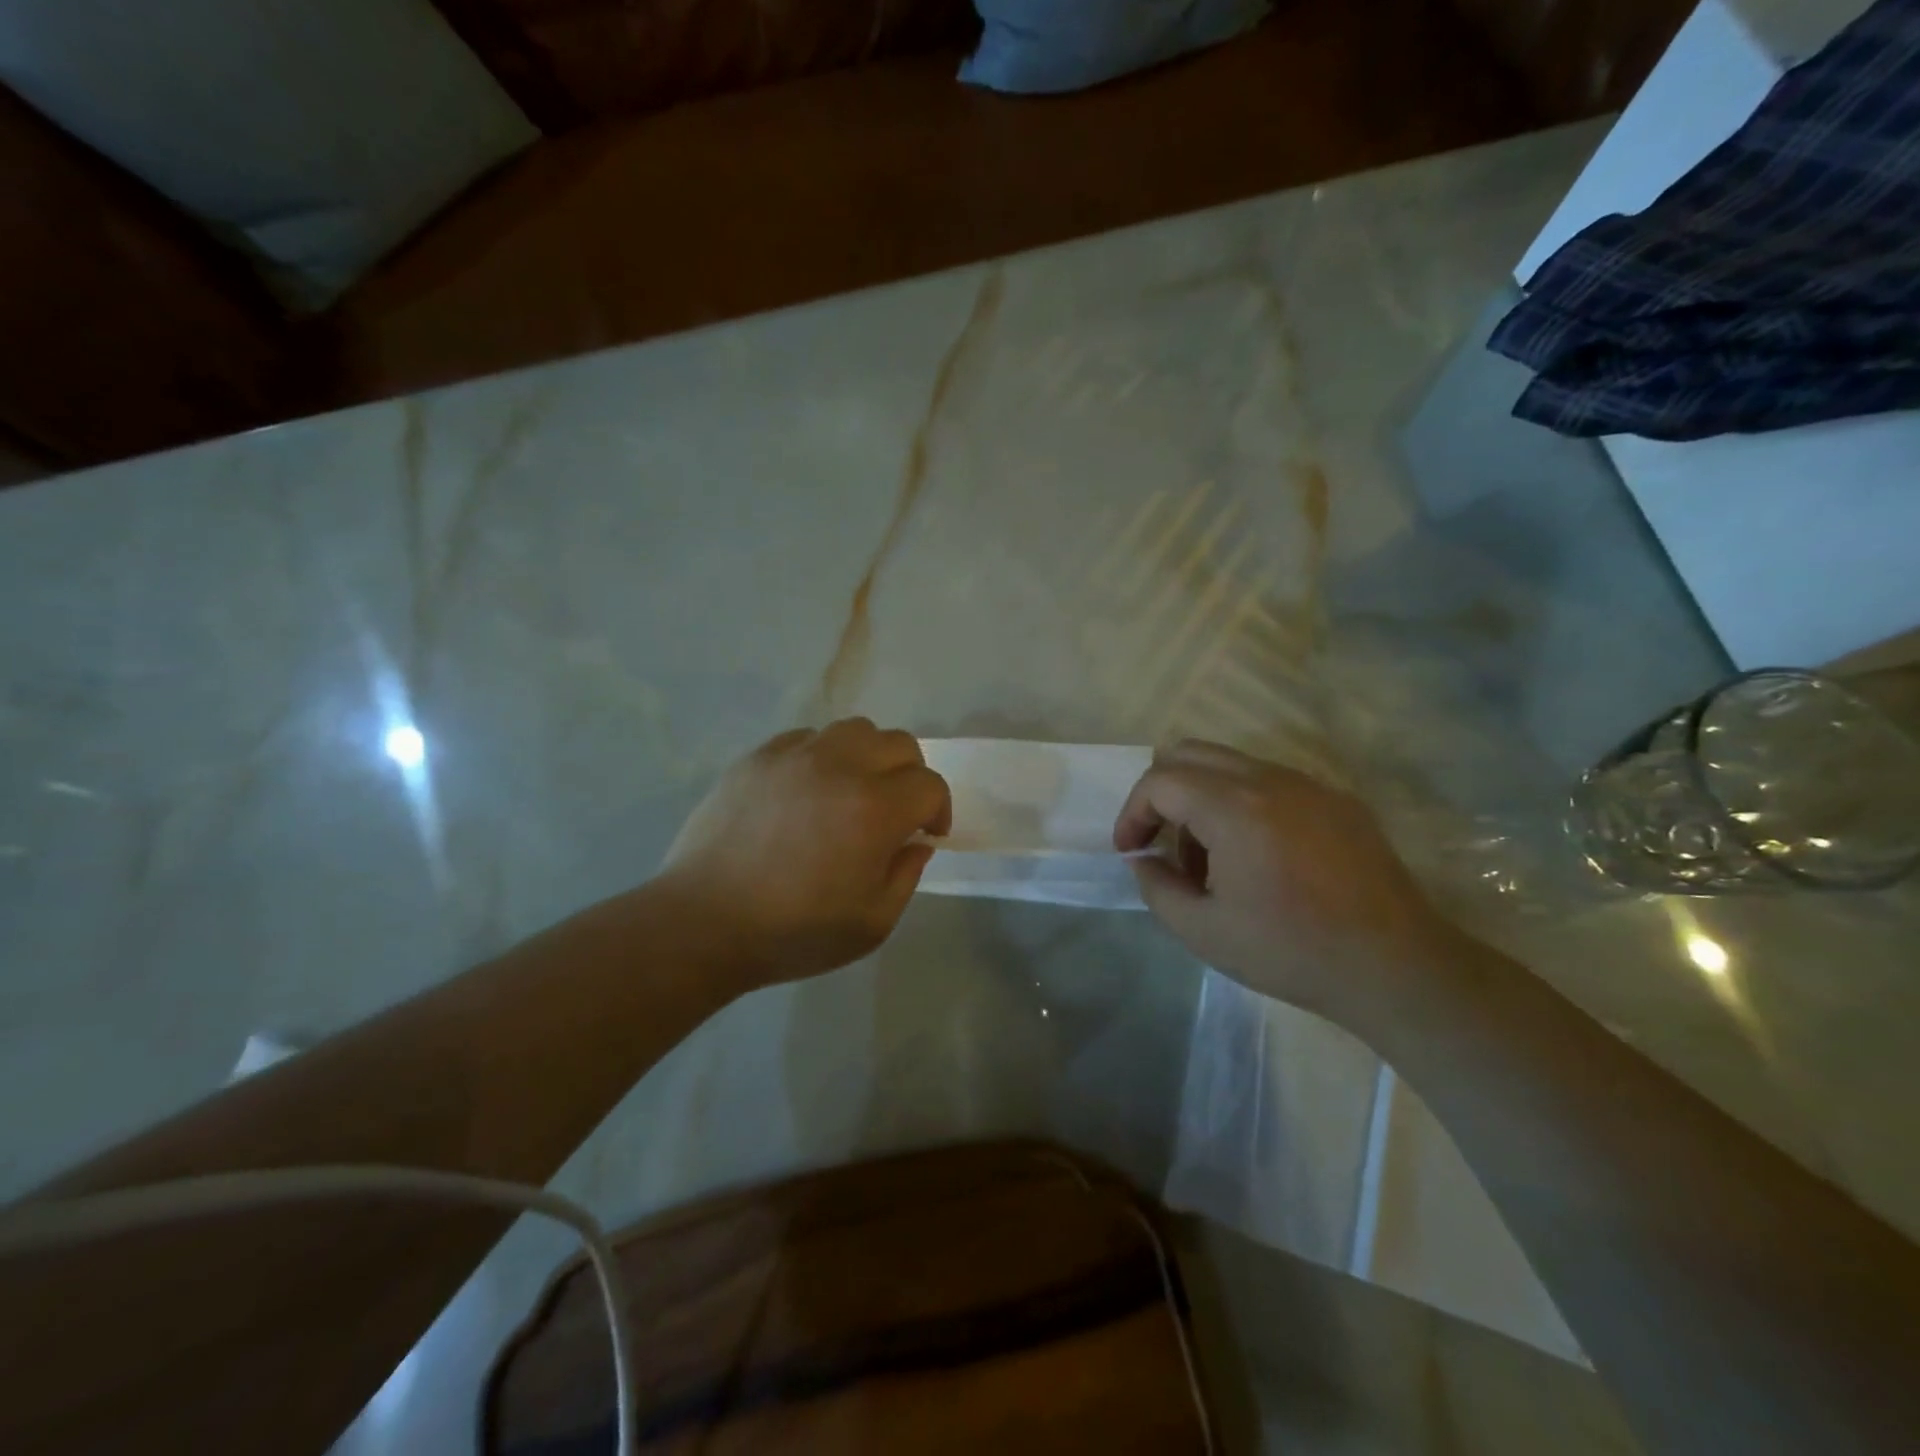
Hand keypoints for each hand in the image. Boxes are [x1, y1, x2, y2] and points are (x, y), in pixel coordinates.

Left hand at [657, 719, 950, 988]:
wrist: (703, 922)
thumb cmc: (794, 932)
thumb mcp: (872, 924)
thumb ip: (907, 876)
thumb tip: (916, 842)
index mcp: (875, 809)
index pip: (929, 785)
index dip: (939, 810)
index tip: (926, 835)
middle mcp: (840, 767)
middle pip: (899, 744)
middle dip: (911, 776)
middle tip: (896, 810)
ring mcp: (795, 756)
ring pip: (855, 729)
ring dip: (869, 756)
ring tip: (853, 790)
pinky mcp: (758, 757)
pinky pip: (807, 737)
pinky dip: (823, 756)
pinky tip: (808, 790)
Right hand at [1114, 740, 1455, 1031]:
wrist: (1395, 966)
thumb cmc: (1291, 951)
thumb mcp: (1203, 931)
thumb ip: (1157, 887)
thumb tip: (1146, 860)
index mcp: (1234, 808)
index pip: (1160, 780)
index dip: (1133, 813)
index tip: (1132, 851)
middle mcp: (1270, 779)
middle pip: (1190, 753)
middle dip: (1161, 793)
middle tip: (1160, 841)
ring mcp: (1308, 784)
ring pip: (1230, 764)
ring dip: (1201, 798)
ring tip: (1210, 858)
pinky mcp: (1337, 799)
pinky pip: (1270, 781)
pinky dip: (1241, 803)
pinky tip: (1257, 856)